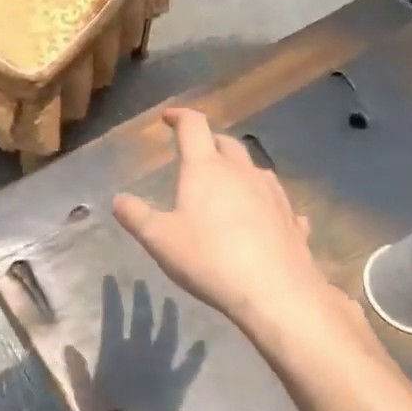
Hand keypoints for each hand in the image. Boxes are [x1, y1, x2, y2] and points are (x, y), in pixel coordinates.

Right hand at [113, 109, 363, 346]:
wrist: (276, 293)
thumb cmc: (209, 260)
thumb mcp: (159, 240)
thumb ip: (135, 216)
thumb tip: (119, 199)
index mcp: (206, 169)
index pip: (193, 126)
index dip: (179, 117)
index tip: (168, 117)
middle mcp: (242, 172)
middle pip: (226, 143)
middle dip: (208, 142)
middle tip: (194, 152)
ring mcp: (273, 194)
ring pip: (254, 169)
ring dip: (237, 169)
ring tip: (226, 184)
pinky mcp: (292, 220)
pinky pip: (276, 201)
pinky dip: (264, 202)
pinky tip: (263, 218)